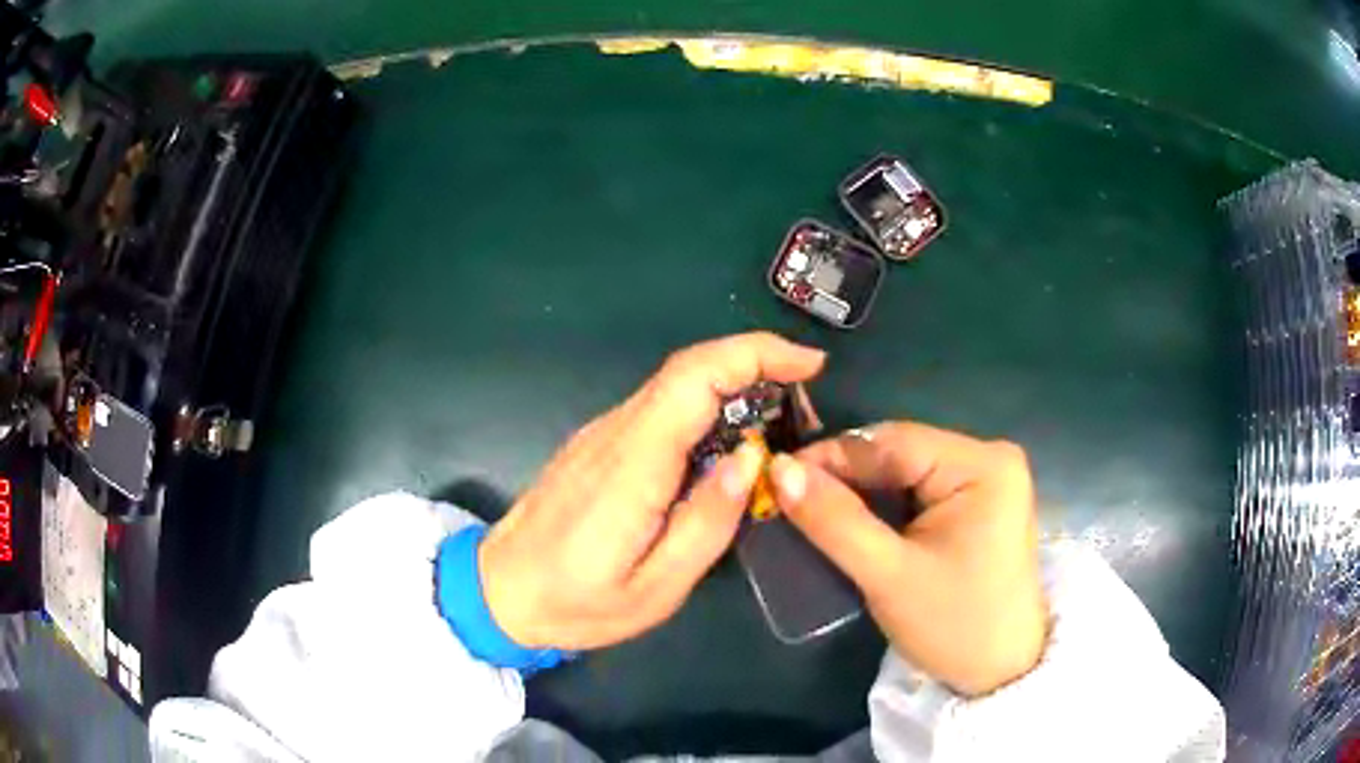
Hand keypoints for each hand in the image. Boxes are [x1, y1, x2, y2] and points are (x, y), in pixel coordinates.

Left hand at [480, 333, 825, 650]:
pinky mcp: (597, 446)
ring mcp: (601, 435)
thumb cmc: (577, 603)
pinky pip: (659, 410)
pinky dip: (705, 408)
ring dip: (734, 386)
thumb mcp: (657, 588)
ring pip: (675, 386)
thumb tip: (752, 457)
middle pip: (689, 370)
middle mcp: (615, 433)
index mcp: (633, 465)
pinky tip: (728, 445)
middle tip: (805, 399)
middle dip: (756, 364)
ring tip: (779, 424)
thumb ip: (708, 522)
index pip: (695, 377)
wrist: (498, 593)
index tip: (809, 365)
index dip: (756, 354)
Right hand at [769, 422, 1047, 696]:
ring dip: (861, 490)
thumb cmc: (954, 626)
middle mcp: (990, 457)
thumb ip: (835, 521)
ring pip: (907, 470)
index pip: (893, 442)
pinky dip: (885, 504)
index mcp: (982, 465)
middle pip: (901, 452)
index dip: (832, 456)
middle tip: (789, 497)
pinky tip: (855, 521)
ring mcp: (988, 479)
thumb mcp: (889, 576)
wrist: (1001, 670)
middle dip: (846, 475)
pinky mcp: (980, 502)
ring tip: (813, 509)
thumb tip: (780, 468)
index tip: (778, 475)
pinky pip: (920, 489)